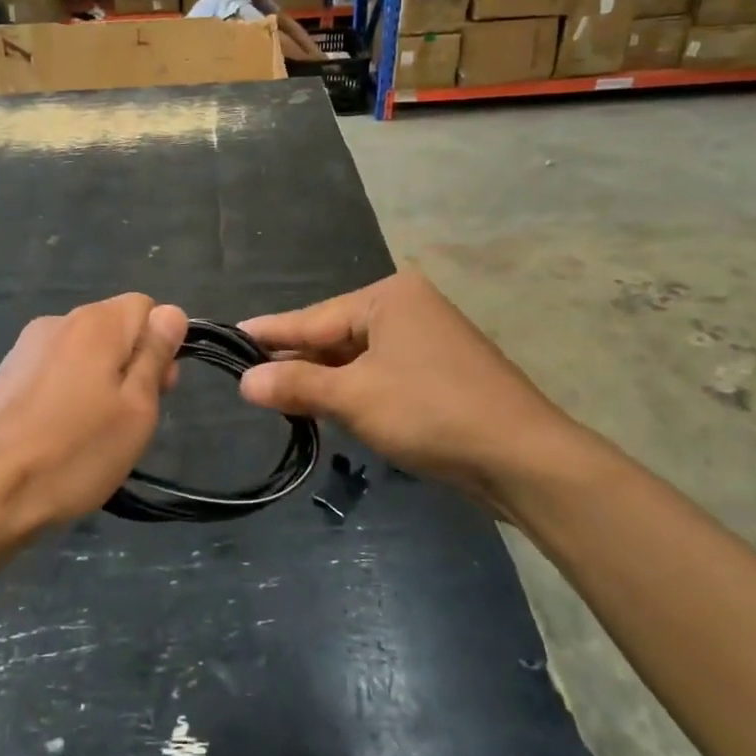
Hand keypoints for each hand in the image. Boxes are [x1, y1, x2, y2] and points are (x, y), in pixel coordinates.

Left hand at [0, 294, 186, 543]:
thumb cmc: (75, 453)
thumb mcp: (136, 409)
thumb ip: (155, 355)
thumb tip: (171, 313)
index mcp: (95, 323)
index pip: (146, 307)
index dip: (161, 344)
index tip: (159, 389)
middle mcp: (58, 322)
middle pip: (113, 327)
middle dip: (132, 364)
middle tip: (132, 419)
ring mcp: (25, 348)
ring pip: (84, 352)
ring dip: (101, 381)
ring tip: (94, 433)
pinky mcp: (5, 375)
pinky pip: (55, 370)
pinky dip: (69, 392)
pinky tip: (61, 433)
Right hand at [238, 270, 585, 501]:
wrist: (522, 457)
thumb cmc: (430, 412)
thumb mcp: (353, 397)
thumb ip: (296, 385)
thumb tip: (245, 382)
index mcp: (388, 298)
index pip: (313, 318)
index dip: (271, 332)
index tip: (233, 333)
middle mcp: (409, 308)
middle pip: (335, 336)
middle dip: (297, 360)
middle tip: (248, 373)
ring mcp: (428, 341)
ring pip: (357, 358)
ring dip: (323, 380)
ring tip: (278, 393)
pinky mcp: (440, 373)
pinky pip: (380, 374)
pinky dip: (353, 390)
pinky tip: (328, 405)